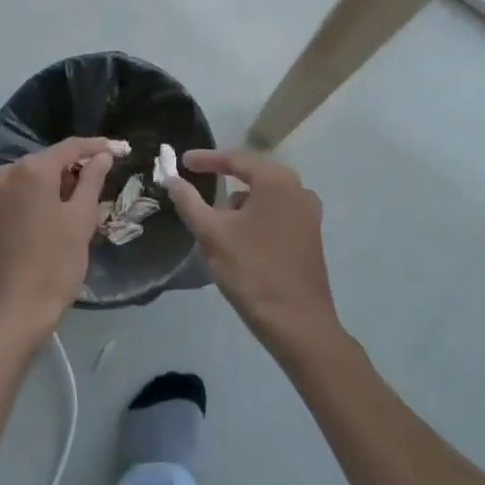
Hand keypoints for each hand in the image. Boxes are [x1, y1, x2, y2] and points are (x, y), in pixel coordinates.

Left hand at [0, 136, 112, 346]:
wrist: (5, 318)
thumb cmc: (52, 267)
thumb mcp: (81, 222)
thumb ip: (92, 181)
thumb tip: (102, 155)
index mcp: (31, 170)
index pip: (69, 148)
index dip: (95, 147)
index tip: (115, 149)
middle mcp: (3, 174)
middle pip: (44, 164)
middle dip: (69, 172)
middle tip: (92, 191)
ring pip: (23, 183)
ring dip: (45, 190)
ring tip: (64, 213)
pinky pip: (6, 202)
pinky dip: (23, 206)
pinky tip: (35, 229)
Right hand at [166, 149, 342, 359]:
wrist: (299, 326)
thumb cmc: (253, 272)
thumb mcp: (212, 235)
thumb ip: (189, 202)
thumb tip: (173, 179)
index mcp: (276, 181)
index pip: (235, 159)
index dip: (205, 159)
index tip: (182, 162)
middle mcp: (297, 189)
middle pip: (251, 176)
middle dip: (222, 184)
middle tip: (196, 190)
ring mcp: (308, 213)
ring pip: (263, 198)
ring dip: (238, 206)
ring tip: (216, 227)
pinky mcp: (311, 236)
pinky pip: (275, 214)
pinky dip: (254, 219)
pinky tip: (240, 242)